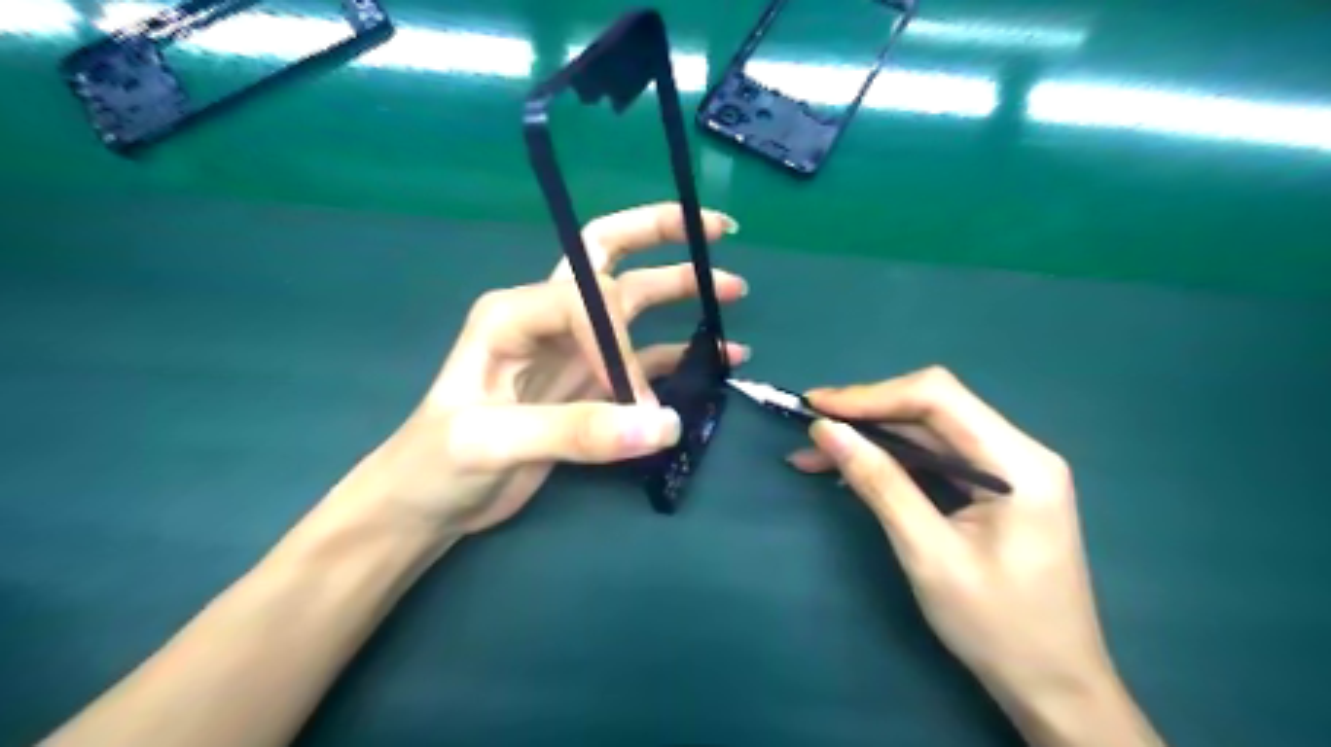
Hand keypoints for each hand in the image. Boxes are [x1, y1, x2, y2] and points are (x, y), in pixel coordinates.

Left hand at [330, 203, 747, 537]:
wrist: (428, 503)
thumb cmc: (437, 463)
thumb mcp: (492, 442)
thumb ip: (576, 430)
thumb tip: (664, 424)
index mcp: (514, 312)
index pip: (587, 300)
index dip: (619, 345)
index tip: (633, 401)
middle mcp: (546, 318)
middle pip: (607, 256)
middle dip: (659, 234)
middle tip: (715, 228)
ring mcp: (571, 351)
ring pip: (634, 305)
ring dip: (680, 292)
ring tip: (733, 290)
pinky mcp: (588, 384)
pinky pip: (644, 358)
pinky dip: (681, 353)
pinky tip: (719, 355)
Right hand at [795, 369, 1160, 745]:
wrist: (1053, 686)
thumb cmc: (997, 627)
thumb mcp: (928, 554)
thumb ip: (879, 483)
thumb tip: (827, 431)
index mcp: (1019, 463)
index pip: (938, 397)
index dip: (872, 395)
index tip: (817, 407)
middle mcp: (1018, 452)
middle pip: (931, 409)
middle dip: (866, 415)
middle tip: (811, 430)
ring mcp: (1008, 469)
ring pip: (927, 433)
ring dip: (871, 438)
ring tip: (815, 454)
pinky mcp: (994, 488)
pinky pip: (934, 459)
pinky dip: (890, 461)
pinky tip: (851, 471)